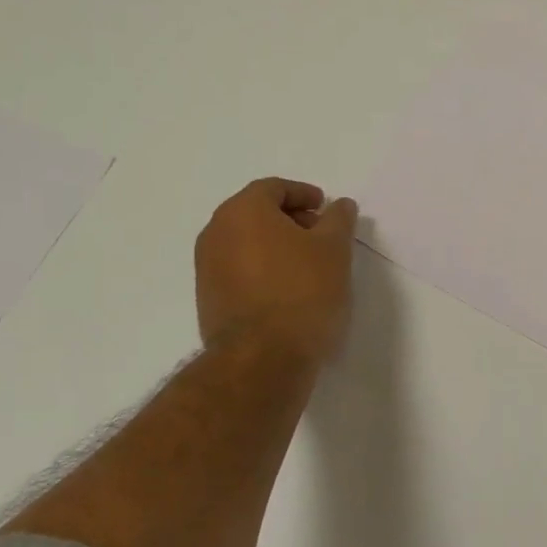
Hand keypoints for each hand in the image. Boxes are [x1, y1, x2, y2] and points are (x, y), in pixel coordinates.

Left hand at [195, 178, 358, 364]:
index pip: (273, 188)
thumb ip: (338, 220)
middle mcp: (216, 231)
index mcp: (243, 211)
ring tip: (307, 265)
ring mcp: (206, 267)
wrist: (262, 358)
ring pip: (245, 242)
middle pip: (255, 212)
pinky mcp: (208, 298)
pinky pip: (238, 269)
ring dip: (275, 245)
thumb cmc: (303, 292)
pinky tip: (287, 289)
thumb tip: (339, 205)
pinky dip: (261, 269)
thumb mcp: (334, 250)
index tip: (325, 209)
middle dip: (289, 219)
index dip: (303, 194)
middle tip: (320, 236)